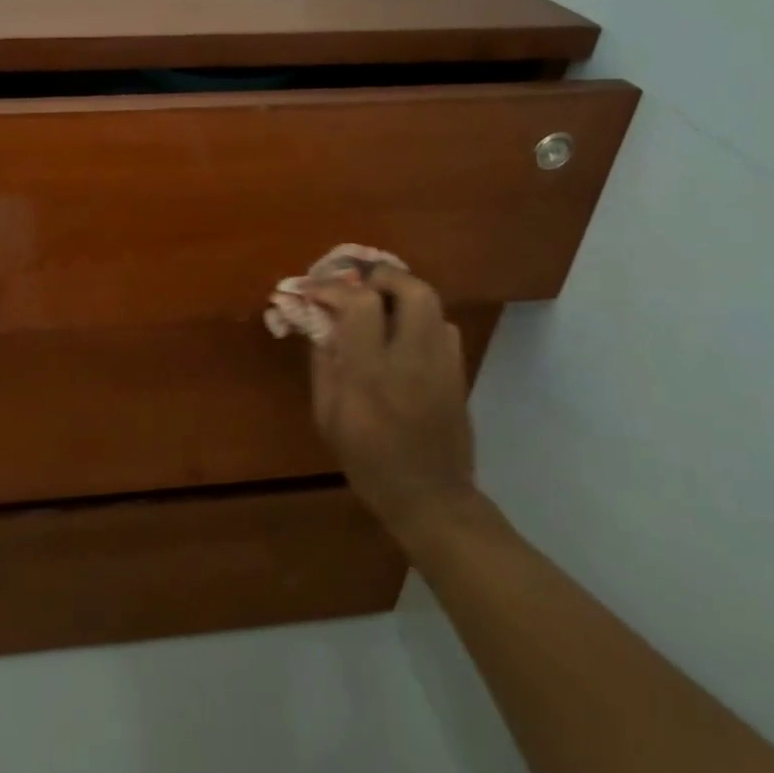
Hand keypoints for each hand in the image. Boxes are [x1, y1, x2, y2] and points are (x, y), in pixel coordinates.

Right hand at [307, 265, 478, 541]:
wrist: (429, 496)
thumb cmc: (367, 461)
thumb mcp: (327, 416)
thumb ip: (324, 364)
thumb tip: (320, 323)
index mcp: (371, 372)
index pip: (361, 304)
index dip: (334, 287)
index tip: (314, 290)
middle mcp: (412, 359)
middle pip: (411, 289)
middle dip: (382, 276)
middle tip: (359, 283)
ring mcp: (442, 363)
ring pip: (432, 303)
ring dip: (402, 294)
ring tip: (380, 304)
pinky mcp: (459, 372)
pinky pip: (443, 327)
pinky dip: (421, 318)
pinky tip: (404, 334)